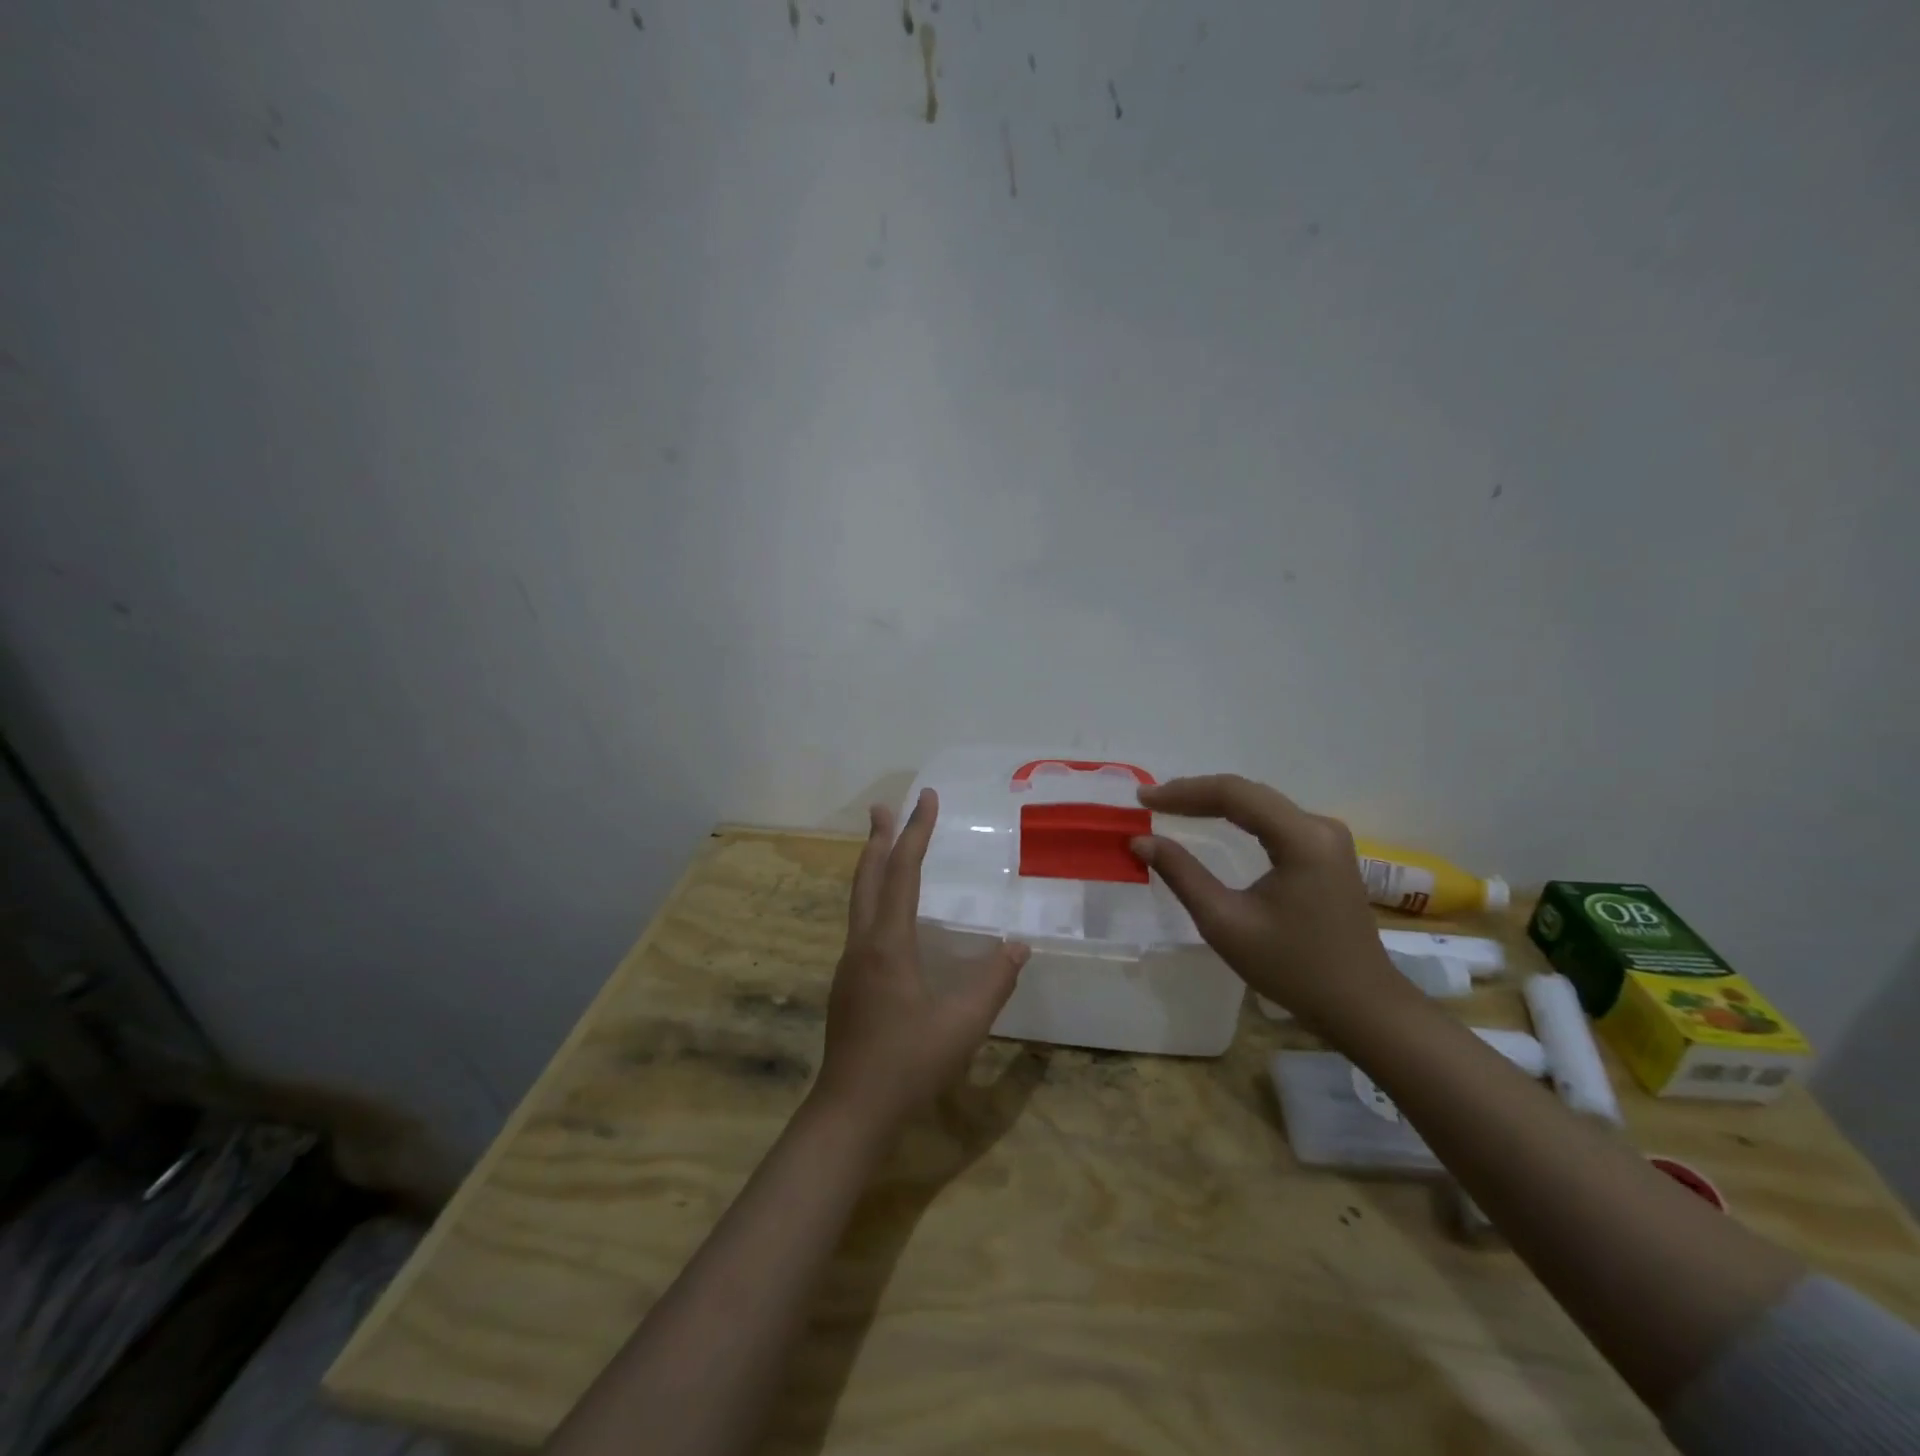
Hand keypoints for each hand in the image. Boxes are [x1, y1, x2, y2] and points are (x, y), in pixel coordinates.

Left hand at [812, 789, 1029, 1133]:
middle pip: (867, 878)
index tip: (927, 799)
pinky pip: (861, 924)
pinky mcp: (847, 984)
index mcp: (888, 944)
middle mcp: (862, 945)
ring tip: (883, 847)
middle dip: (878, 839)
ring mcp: (849, 965)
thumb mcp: (963, 1025)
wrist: (850, 1112)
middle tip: (883, 807)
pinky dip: (873, 898)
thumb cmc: (908, 1064)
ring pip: (859, 901)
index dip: (916, 833)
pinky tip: (886, 915)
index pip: (902, 873)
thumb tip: (1019, 946)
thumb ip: (993, 982)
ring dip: (872, 867)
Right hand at [1131, 774, 1412, 1035]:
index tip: (1143, 800)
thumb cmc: (1292, 968)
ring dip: (1215, 802)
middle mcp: (1319, 827)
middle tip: (1151, 802)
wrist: (1361, 1006)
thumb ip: (1182, 875)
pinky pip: (1274, 820)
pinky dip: (1238, 817)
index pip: (1234, 794)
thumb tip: (1141, 840)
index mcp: (1301, 839)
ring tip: (1172, 807)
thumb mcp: (1226, 923)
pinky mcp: (1326, 852)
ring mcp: (1327, 838)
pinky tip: (1212, 821)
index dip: (1184, 792)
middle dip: (1196, 794)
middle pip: (1249, 793)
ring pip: (1261, 804)